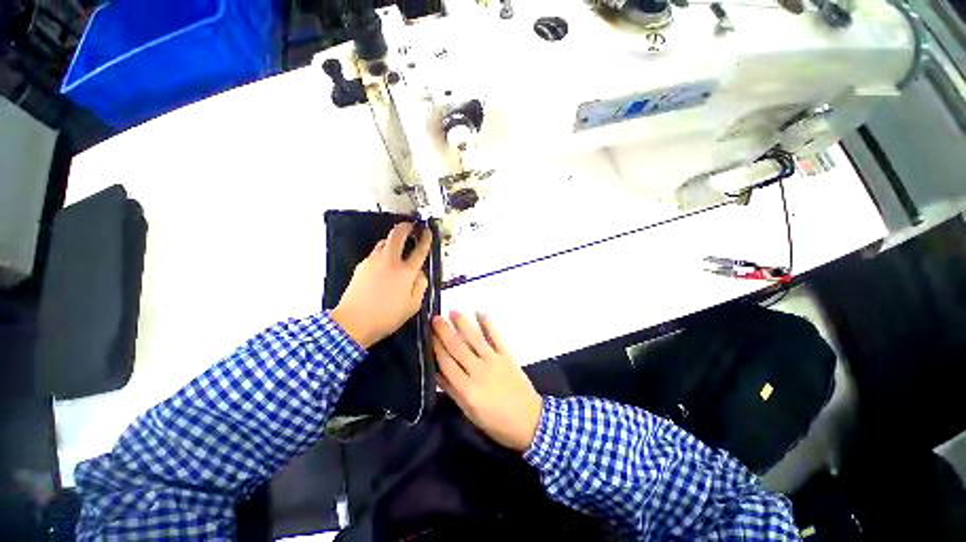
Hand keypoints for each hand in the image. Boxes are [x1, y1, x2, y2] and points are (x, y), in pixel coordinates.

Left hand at [332, 223, 431, 348]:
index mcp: (405, 272)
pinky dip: (380, 255)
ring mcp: (373, 261)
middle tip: (410, 226)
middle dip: (405, 227)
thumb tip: (420, 275)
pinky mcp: (361, 266)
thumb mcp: (411, 308)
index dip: (425, 239)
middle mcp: (390, 261)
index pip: (419, 250)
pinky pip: (374, 255)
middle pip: (398, 234)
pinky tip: (380, 267)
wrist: (354, 321)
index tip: (427, 232)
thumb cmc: (385, 318)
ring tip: (395, 248)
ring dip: (391, 241)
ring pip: (383, 242)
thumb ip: (420, 288)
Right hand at [432, 312, 543, 451]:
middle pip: (457, 347)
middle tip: (434, 318)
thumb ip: (453, 392)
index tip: (427, 335)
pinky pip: (497, 337)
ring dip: (463, 323)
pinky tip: (480, 313)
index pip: (446, 363)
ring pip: (475, 339)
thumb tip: (436, 373)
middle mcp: (479, 372)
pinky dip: (488, 324)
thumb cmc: (497, 424)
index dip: (435, 347)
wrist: (531, 422)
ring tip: (453, 312)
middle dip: (444, 331)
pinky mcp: (509, 358)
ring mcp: (495, 362)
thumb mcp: (470, 414)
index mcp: (467, 389)